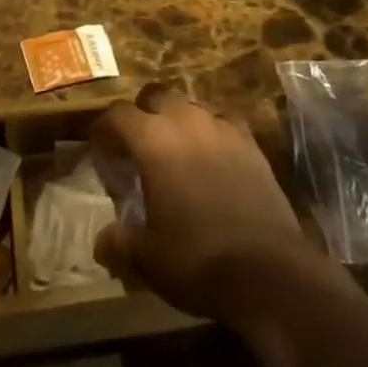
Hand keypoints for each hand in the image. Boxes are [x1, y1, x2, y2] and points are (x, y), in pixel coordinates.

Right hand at [91, 84, 314, 323]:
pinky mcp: (251, 143)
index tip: (100, 146)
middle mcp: (186, 121)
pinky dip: (211, 132)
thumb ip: (120, 243)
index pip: (119, 115)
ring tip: (175, 149)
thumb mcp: (147, 258)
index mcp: (153, 139)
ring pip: (191, 105)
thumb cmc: (196, 259)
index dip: (105, 127)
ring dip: (178, 119)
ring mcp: (222, 128)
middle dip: (143, 112)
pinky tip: (212, 157)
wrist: (267, 270)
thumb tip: (102, 242)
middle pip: (157, 95)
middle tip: (138, 144)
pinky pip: (224, 123)